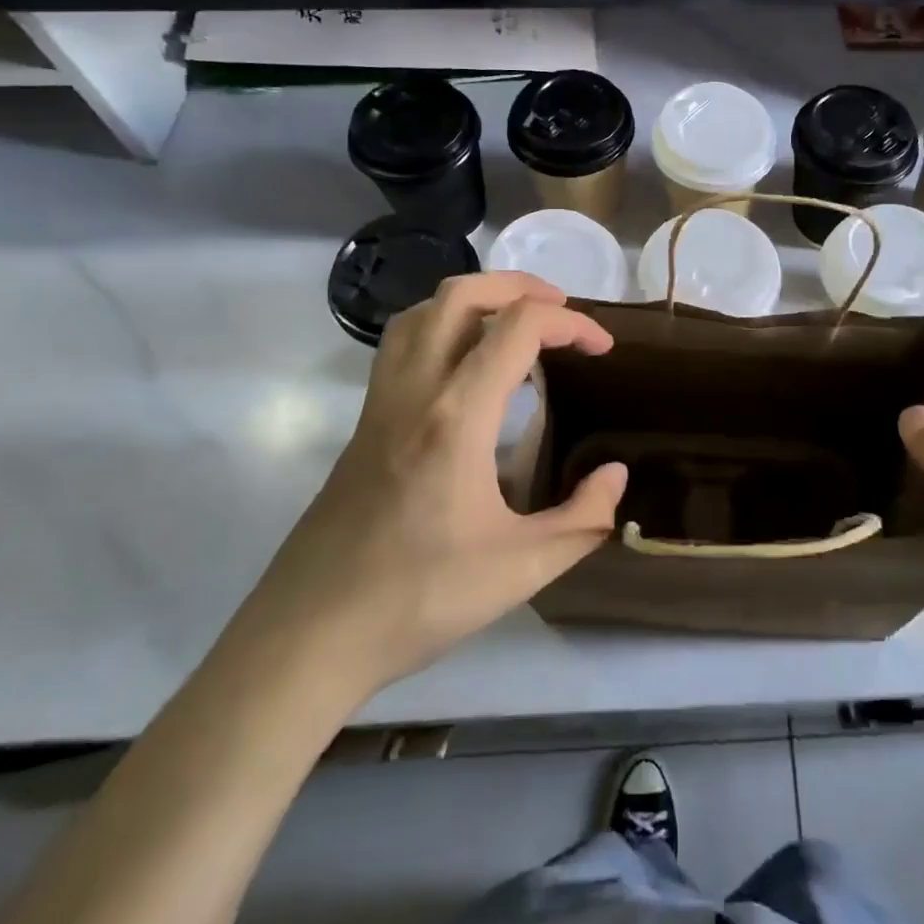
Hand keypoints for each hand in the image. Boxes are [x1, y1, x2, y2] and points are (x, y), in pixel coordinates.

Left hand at [249, 272, 627, 697]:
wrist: (307, 637)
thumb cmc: (417, 599)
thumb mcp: (521, 569)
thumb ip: (583, 518)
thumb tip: (615, 474)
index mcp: (456, 417)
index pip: (518, 327)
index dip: (572, 324)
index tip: (602, 348)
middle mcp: (414, 391)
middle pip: (462, 295)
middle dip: (520, 286)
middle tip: (562, 312)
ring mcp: (380, 403)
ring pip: (422, 312)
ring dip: (475, 299)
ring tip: (514, 325)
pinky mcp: (364, 422)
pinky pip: (403, 344)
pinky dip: (443, 327)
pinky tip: (466, 368)